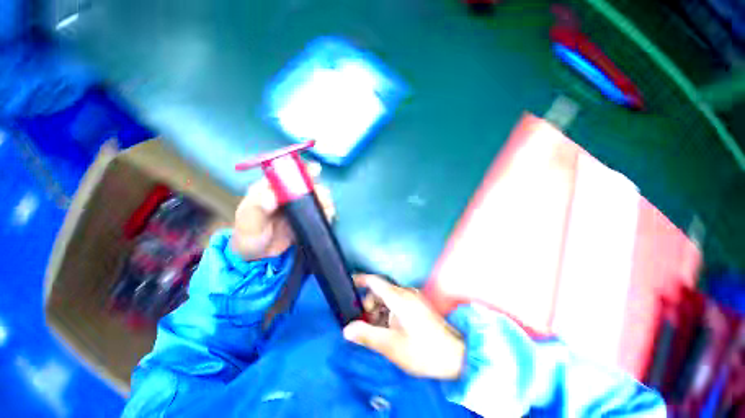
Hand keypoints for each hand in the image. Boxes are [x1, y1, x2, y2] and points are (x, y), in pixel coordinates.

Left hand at [231, 163, 334, 259]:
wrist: (260, 257)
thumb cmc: (249, 237)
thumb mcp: (248, 223)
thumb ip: (257, 209)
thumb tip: (272, 196)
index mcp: (268, 189)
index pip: (285, 173)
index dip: (300, 170)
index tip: (314, 171)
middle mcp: (285, 194)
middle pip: (305, 183)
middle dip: (316, 186)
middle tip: (322, 195)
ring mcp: (297, 205)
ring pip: (314, 196)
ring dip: (323, 199)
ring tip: (326, 208)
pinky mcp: (305, 216)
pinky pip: (318, 210)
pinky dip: (325, 211)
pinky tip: (328, 215)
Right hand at [343, 275, 465, 379]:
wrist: (456, 356)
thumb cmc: (423, 351)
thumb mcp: (392, 346)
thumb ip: (367, 335)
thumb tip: (346, 329)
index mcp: (399, 297)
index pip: (375, 281)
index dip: (360, 280)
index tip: (348, 284)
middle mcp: (406, 293)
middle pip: (380, 290)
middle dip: (369, 304)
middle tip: (364, 324)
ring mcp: (413, 298)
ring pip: (388, 297)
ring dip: (378, 310)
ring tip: (376, 330)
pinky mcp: (417, 305)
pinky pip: (397, 303)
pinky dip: (388, 312)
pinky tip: (388, 329)